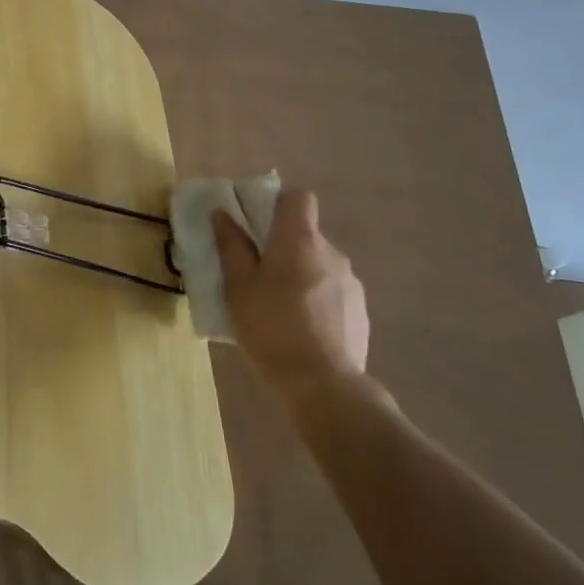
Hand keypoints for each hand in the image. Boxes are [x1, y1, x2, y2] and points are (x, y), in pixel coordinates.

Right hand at [213, 189, 368, 405]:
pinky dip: (317, 301)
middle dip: (283, 248)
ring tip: (278, 310)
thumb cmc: (271, 328)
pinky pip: (333, 292)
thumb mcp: (238, 287)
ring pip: (319, 265)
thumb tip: (223, 215)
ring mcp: (350, 282)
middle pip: (306, 234)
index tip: (257, 226)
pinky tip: (301, 331)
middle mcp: (331, 252)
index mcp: (299, 239)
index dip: (278, 204)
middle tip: (257, 276)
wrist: (323, 386)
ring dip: (300, 276)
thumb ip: (231, 247)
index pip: (298, 198)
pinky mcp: (360, 312)